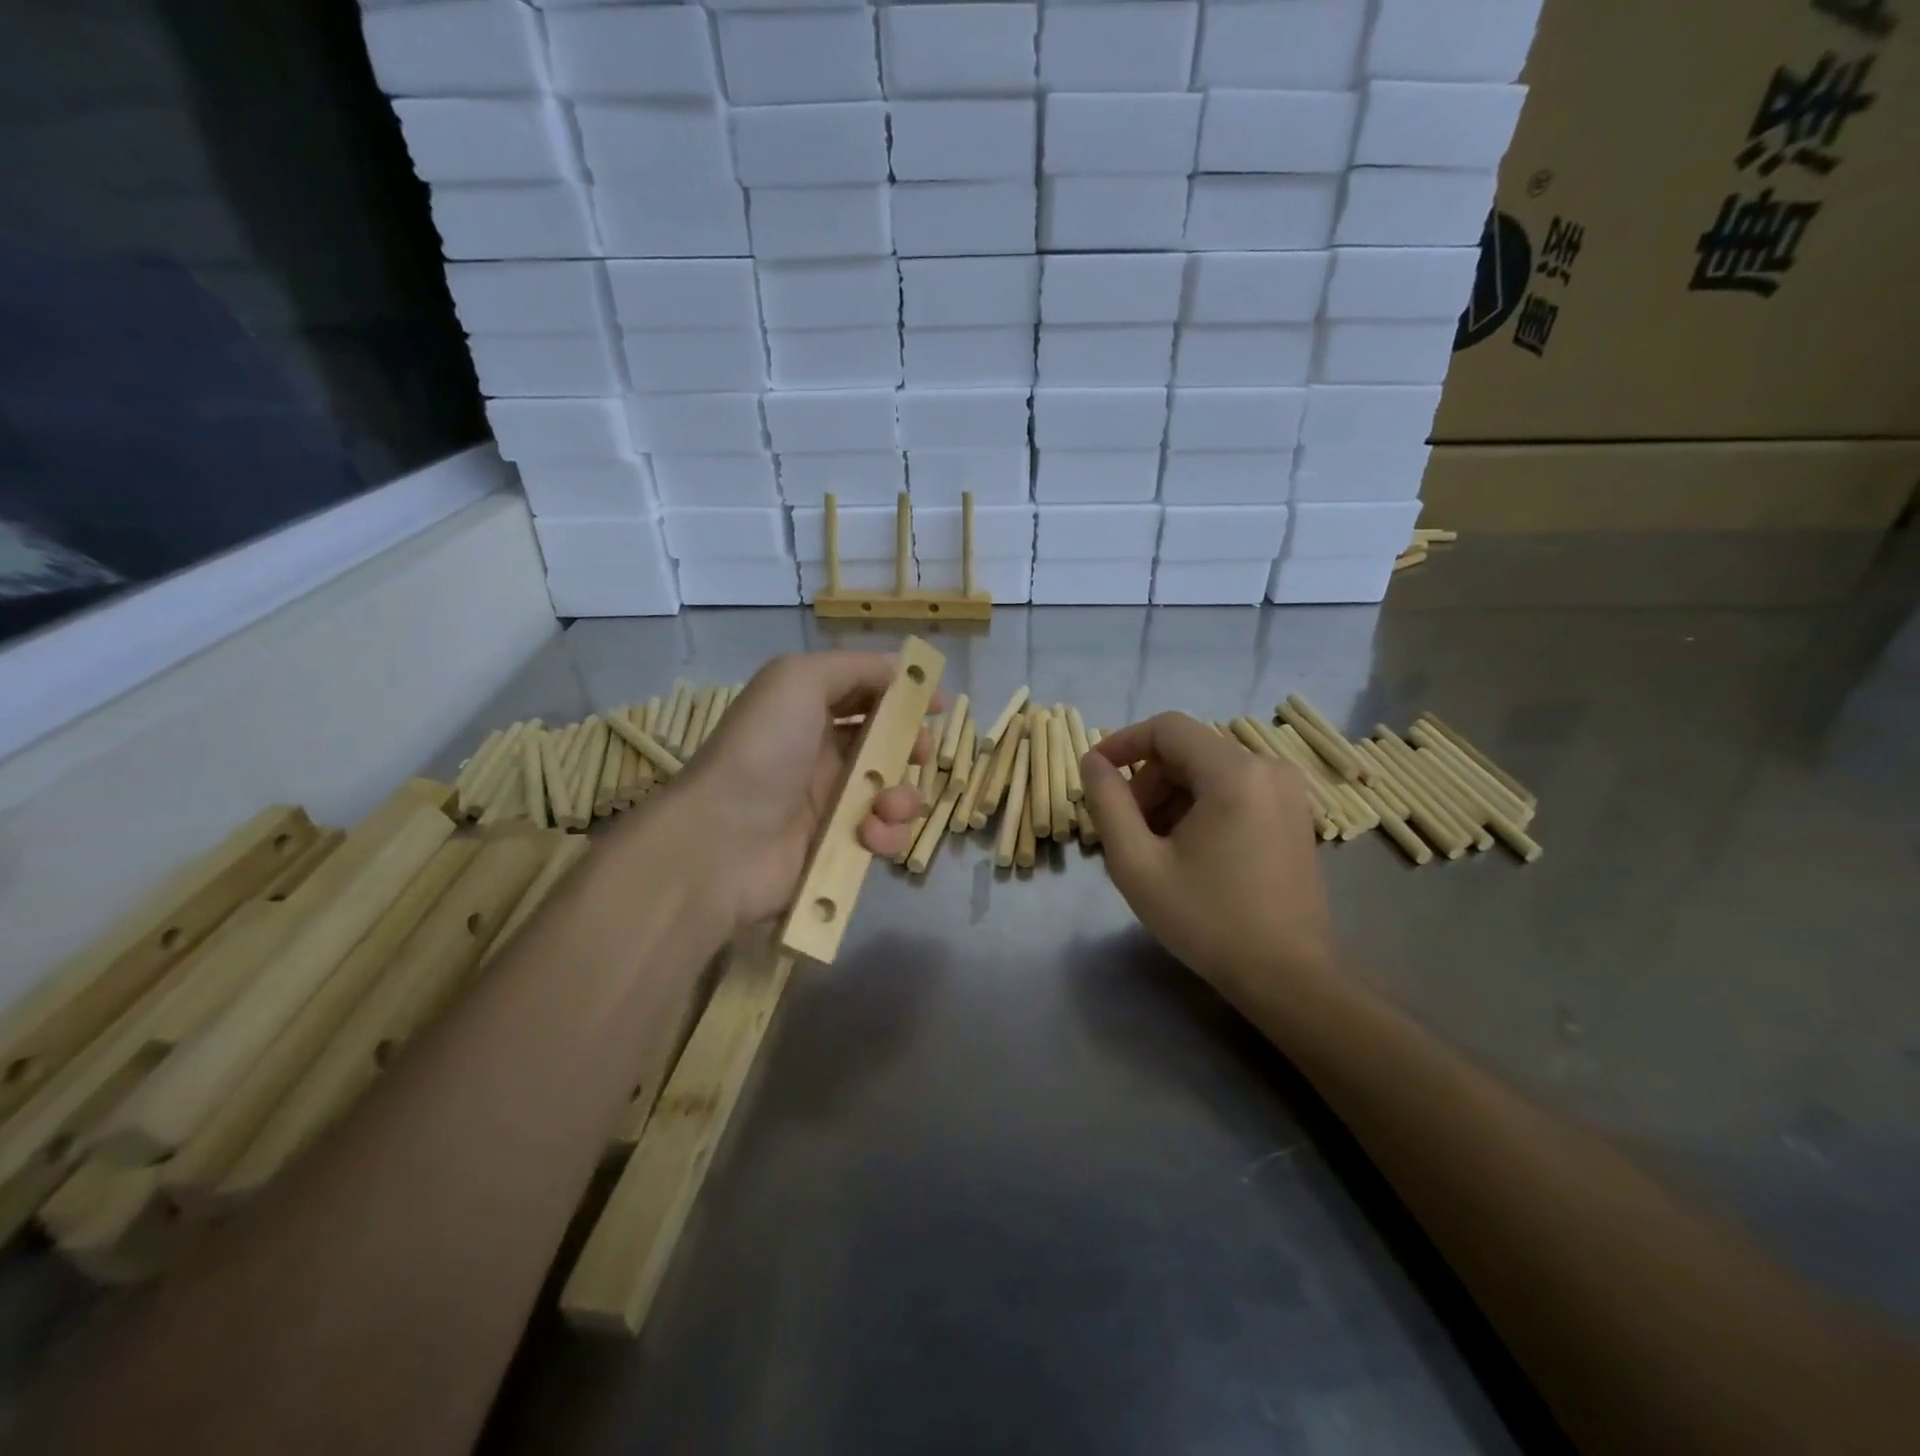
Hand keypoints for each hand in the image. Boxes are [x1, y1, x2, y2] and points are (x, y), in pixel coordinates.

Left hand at [659, 652, 935, 929]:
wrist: (724, 840)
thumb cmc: (763, 750)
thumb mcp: (798, 680)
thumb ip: (854, 668)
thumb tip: (901, 671)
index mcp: (809, 711)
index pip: (866, 695)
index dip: (902, 695)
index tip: (935, 703)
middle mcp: (822, 754)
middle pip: (887, 744)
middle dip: (912, 747)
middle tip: (920, 753)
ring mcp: (831, 804)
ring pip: (893, 793)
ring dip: (903, 797)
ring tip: (884, 805)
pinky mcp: (839, 848)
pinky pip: (883, 836)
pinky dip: (887, 834)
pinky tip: (869, 835)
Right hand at [1081, 713, 1335, 997]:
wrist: (1288, 975)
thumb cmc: (1207, 919)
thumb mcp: (1138, 863)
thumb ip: (1108, 804)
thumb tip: (1093, 763)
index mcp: (1234, 773)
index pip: (1167, 728)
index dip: (1123, 743)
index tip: (1095, 773)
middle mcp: (1268, 768)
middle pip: (1188, 750)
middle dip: (1148, 781)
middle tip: (1127, 829)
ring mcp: (1287, 791)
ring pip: (1209, 771)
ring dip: (1172, 797)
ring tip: (1155, 847)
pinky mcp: (1294, 814)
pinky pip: (1234, 789)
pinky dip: (1201, 807)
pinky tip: (1190, 852)